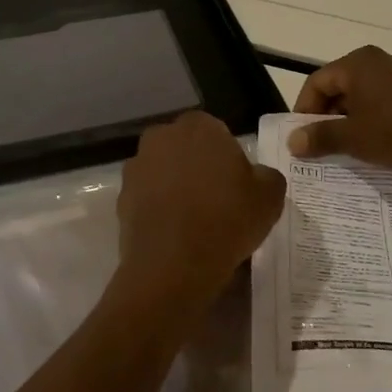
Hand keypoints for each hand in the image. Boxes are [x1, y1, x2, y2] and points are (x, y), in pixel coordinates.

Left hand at [116, 111, 285, 296]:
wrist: (174, 265)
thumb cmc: (227, 219)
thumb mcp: (270, 196)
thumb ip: (266, 175)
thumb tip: (256, 175)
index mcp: (199, 126)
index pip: (217, 132)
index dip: (228, 157)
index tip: (236, 184)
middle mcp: (162, 137)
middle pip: (186, 149)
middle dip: (198, 167)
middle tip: (217, 200)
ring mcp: (137, 167)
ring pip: (164, 172)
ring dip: (176, 187)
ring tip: (194, 221)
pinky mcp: (122, 197)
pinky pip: (147, 198)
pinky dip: (159, 209)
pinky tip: (174, 234)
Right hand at [290, 46, 391, 179]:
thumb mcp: (352, 138)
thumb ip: (319, 137)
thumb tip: (292, 142)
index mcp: (357, 63)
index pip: (317, 82)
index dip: (304, 109)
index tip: (302, 136)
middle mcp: (380, 60)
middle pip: (341, 85)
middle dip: (328, 113)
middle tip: (323, 141)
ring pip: (365, 93)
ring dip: (352, 116)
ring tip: (350, 144)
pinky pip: (387, 98)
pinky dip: (375, 116)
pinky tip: (380, 140)